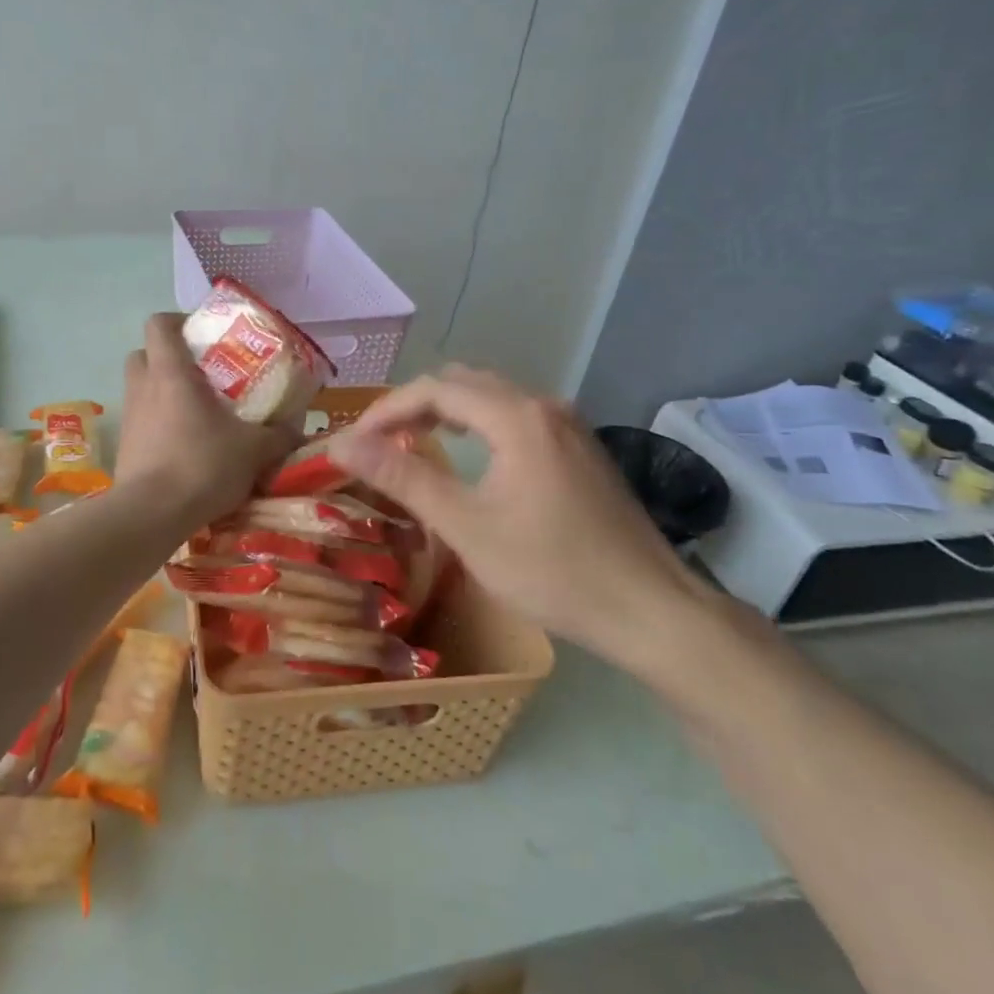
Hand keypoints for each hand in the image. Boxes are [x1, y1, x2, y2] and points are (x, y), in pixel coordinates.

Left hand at [114, 313, 295, 529]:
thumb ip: (279, 435)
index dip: (177, 321)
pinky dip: (157, 424)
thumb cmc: (202, 465)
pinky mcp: (124, 447)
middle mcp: (142, 387)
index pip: (159, 324)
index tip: (202, 335)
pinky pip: (140, 422)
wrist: (152, 515)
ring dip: (162, 392)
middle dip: (167, 357)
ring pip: (140, 388)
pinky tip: (183, 445)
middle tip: (200, 373)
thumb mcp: (254, 450)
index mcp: (170, 372)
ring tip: (195, 411)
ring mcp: (129, 418)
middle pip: (143, 353)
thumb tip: (298, 429)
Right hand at [328, 366, 705, 669]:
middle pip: (463, 383)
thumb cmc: (552, 570)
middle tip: (379, 443)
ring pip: (491, 397)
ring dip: (446, 412)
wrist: (651, 610)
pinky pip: (515, 416)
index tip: (354, 441)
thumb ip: (403, 477)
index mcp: (516, 417)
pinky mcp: (580, 447)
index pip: (434, 388)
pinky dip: (478, 424)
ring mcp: (568, 425)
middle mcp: (543, 405)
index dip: (386, 409)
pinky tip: (469, 457)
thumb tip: (342, 444)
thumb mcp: (466, 526)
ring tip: (412, 445)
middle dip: (414, 405)